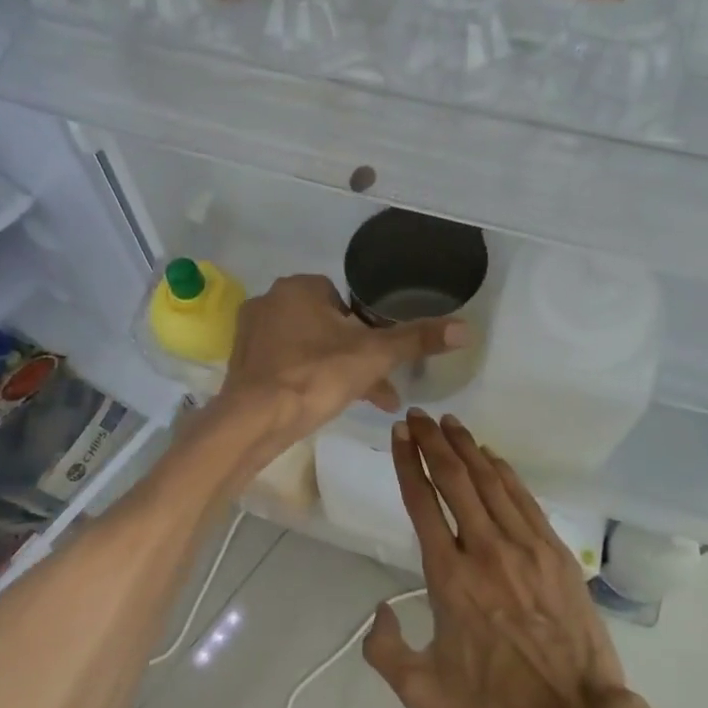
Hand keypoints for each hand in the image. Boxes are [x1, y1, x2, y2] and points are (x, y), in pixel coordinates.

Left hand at [215, 274, 466, 459]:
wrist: (254, 421)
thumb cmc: (315, 377)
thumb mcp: (374, 356)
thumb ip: (417, 339)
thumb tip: (466, 327)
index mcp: (298, 287)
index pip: (344, 300)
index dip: (365, 330)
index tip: (378, 361)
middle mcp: (270, 300)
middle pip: (326, 326)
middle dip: (352, 357)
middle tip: (374, 388)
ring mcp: (250, 332)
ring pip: (306, 347)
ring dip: (331, 370)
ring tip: (352, 402)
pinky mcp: (241, 362)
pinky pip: (283, 363)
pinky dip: (303, 379)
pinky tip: (317, 405)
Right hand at [363, 410, 632, 707]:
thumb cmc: (496, 706)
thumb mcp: (422, 691)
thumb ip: (384, 650)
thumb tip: (379, 608)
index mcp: (448, 577)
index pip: (422, 502)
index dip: (406, 462)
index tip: (399, 434)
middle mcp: (484, 549)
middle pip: (454, 478)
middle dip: (432, 441)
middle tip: (418, 415)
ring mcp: (524, 546)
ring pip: (489, 480)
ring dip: (466, 447)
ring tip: (449, 423)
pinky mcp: (554, 551)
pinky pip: (523, 498)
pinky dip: (503, 471)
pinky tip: (490, 456)